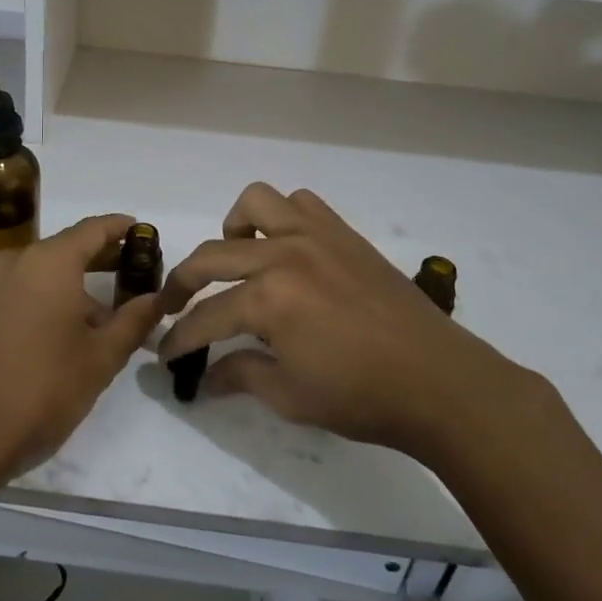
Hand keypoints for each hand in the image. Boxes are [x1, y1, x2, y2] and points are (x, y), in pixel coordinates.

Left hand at [0, 214, 162, 492]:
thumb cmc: (39, 390)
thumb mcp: (99, 359)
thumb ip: (133, 322)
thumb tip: (157, 299)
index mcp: (50, 262)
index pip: (94, 229)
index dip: (121, 229)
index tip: (145, 233)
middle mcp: (18, 261)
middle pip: (69, 248)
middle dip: (104, 258)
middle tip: (137, 274)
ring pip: (46, 272)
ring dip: (78, 285)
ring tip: (109, 316)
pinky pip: (24, 290)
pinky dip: (51, 298)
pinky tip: (70, 332)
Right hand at [157, 184, 528, 460]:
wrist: (437, 380)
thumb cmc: (361, 397)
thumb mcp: (290, 396)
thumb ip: (242, 376)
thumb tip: (207, 377)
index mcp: (268, 299)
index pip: (205, 317)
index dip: (179, 338)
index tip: (164, 354)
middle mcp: (284, 254)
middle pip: (213, 255)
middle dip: (182, 282)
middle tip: (173, 305)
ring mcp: (316, 236)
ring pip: (256, 203)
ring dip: (235, 229)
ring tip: (237, 259)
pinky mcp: (343, 233)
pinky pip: (302, 203)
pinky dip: (283, 218)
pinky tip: (286, 249)